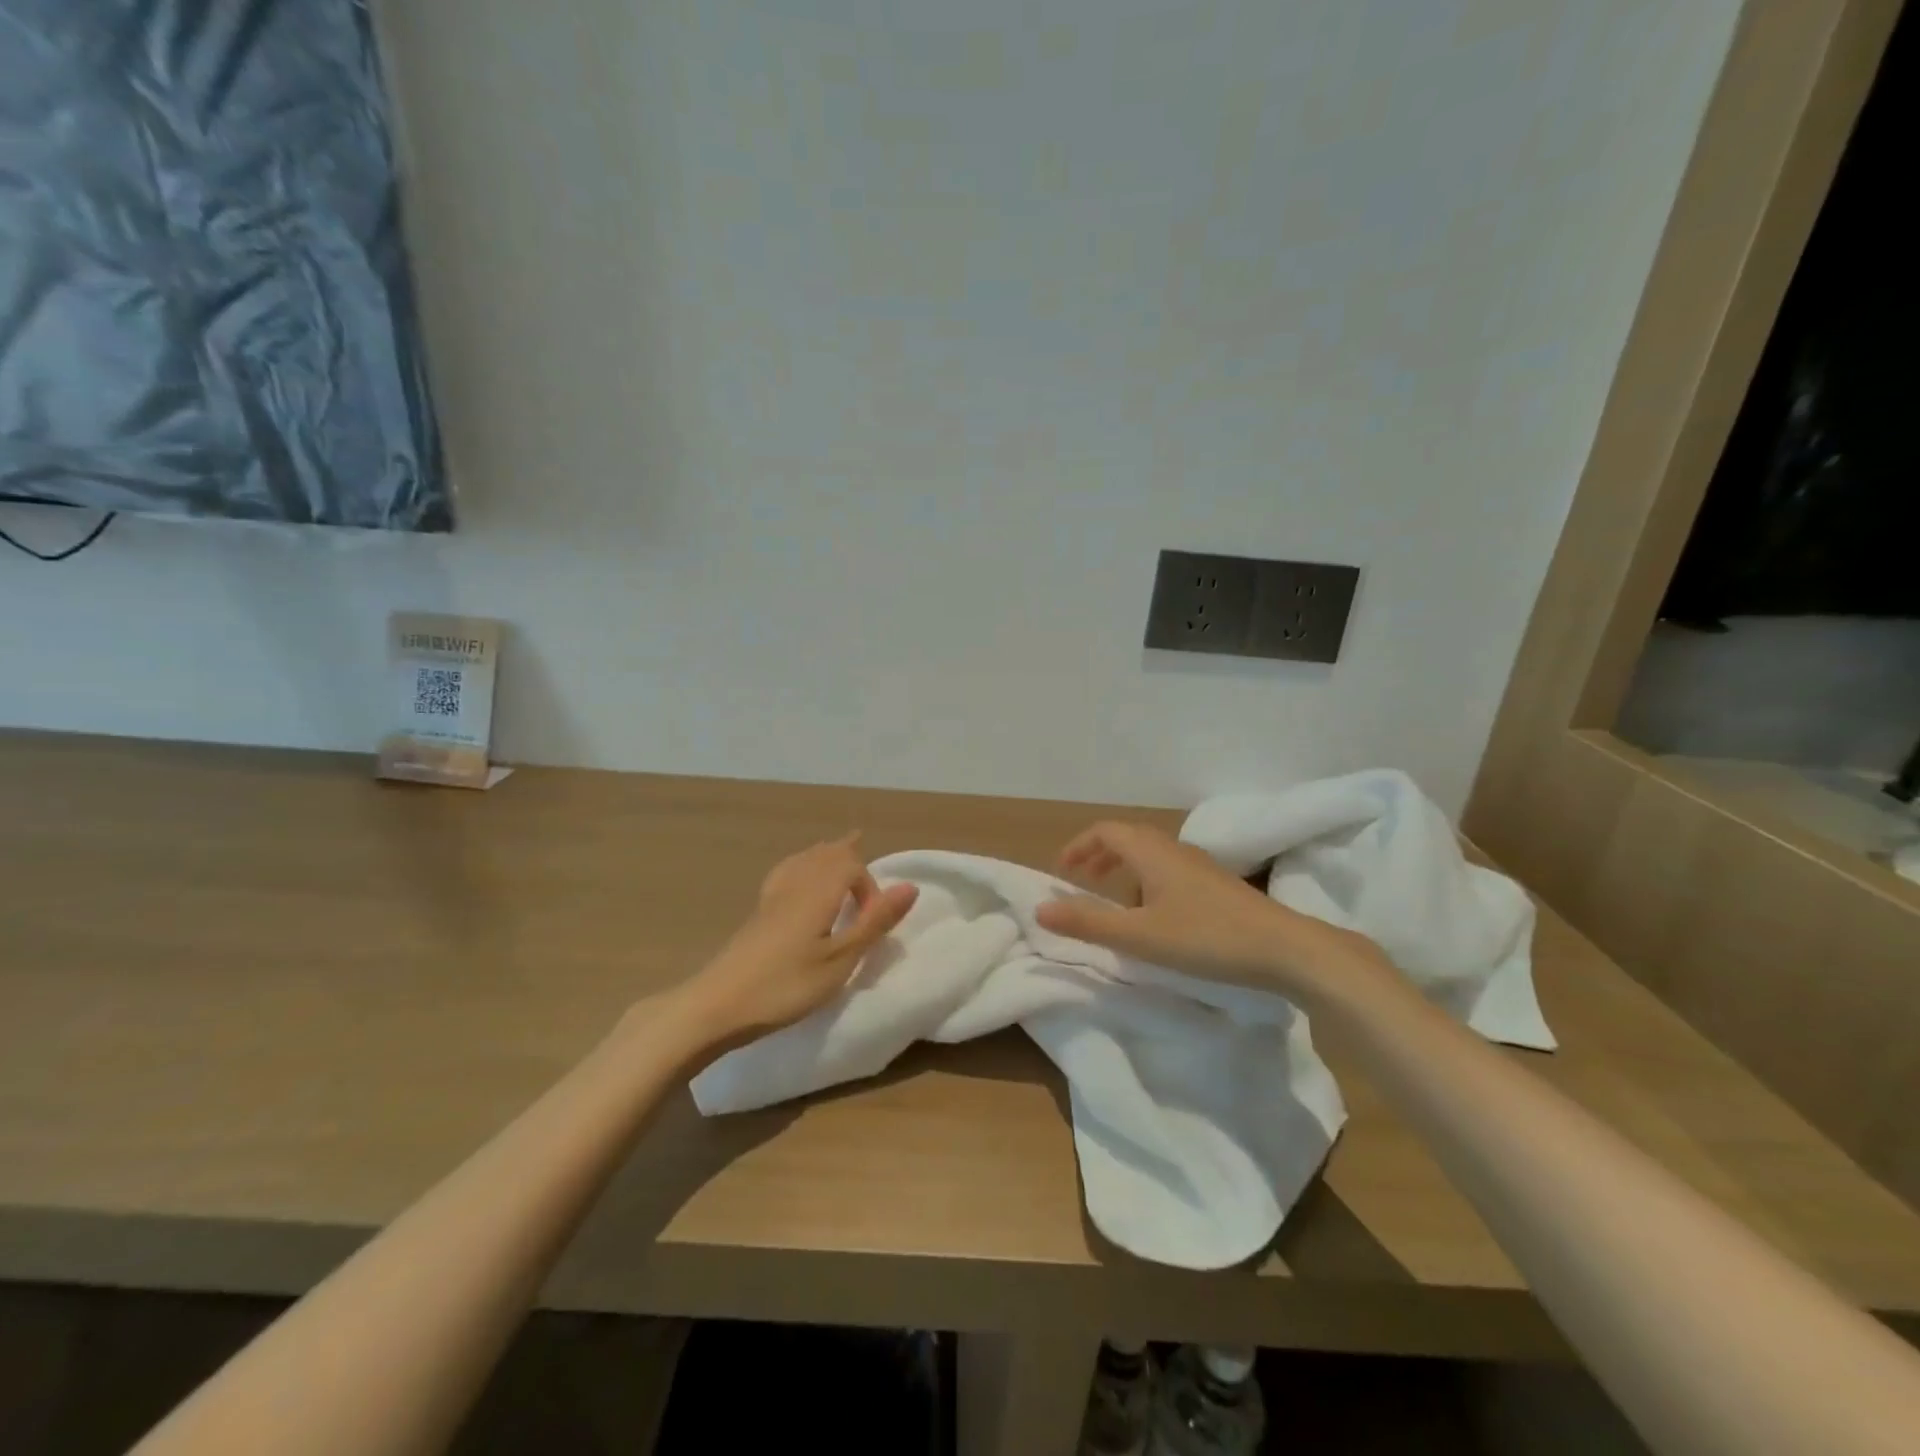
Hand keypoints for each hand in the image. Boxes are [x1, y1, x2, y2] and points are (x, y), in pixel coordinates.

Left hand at [677, 835, 918, 1047]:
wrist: (717, 1005)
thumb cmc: (786, 986)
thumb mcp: (840, 960)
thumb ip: (874, 923)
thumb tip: (910, 886)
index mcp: (818, 892)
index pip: (851, 866)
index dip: (870, 887)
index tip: (873, 922)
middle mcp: (796, 885)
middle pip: (825, 854)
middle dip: (848, 854)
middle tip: (861, 847)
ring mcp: (772, 898)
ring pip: (803, 860)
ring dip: (825, 855)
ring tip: (837, 851)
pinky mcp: (758, 914)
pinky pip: (786, 872)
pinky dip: (802, 866)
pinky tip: (798, 878)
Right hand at [1035, 820, 1382, 996]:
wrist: (1285, 948)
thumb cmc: (1205, 937)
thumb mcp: (1139, 936)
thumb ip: (1088, 922)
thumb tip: (1041, 908)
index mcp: (1151, 852)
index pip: (1105, 831)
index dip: (1079, 846)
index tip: (1061, 870)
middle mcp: (1174, 849)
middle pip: (1128, 837)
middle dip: (1099, 855)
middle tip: (1081, 880)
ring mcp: (1200, 865)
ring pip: (1151, 854)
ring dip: (1124, 868)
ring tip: (1115, 900)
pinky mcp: (1218, 885)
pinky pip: (1170, 869)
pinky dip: (1148, 881)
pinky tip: (1157, 915)